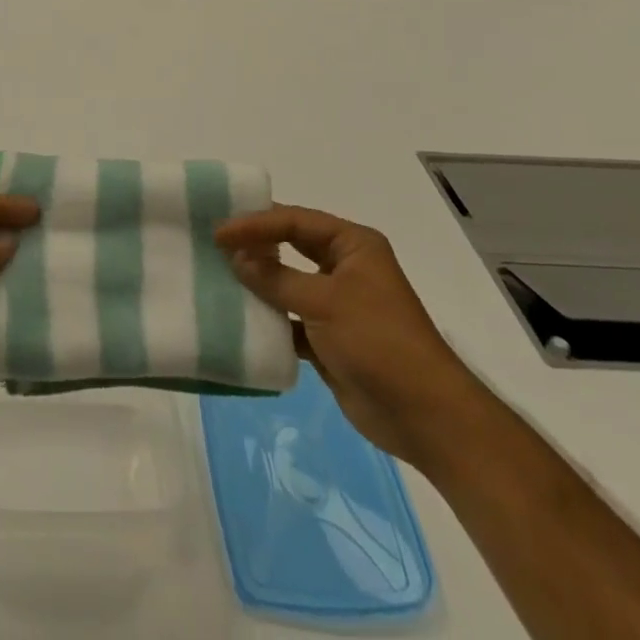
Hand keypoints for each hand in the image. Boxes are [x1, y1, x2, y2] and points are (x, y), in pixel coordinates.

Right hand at [216, 205, 490, 467]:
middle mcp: (345, 266)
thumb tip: (236, 257)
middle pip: (290, 245)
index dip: (256, 223)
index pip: (295, 221)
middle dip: (255, 244)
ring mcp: (336, 303)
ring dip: (257, 280)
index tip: (219, 232)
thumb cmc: (379, 343)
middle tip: (214, 242)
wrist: (425, 418)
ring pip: (287, 281)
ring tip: (217, 274)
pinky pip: (288, 317)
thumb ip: (277, 278)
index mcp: (353, 245)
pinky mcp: (328, 338)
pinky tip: (238, 316)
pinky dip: (267, 317)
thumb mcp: (325, 302)